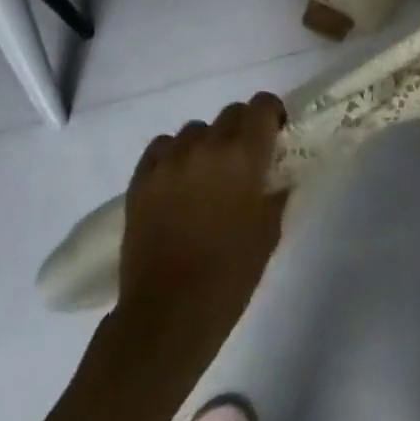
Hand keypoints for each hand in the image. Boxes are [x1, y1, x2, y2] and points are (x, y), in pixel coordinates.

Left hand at [116, 93, 288, 353]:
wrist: (167, 315)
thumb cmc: (229, 276)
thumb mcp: (268, 233)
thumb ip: (275, 193)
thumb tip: (277, 175)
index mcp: (244, 155)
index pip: (262, 104)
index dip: (271, 115)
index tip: (274, 136)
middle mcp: (207, 145)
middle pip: (230, 113)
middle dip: (242, 130)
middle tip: (243, 162)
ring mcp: (170, 159)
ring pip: (196, 130)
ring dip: (207, 144)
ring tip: (206, 176)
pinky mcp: (142, 177)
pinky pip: (162, 147)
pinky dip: (173, 155)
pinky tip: (177, 182)